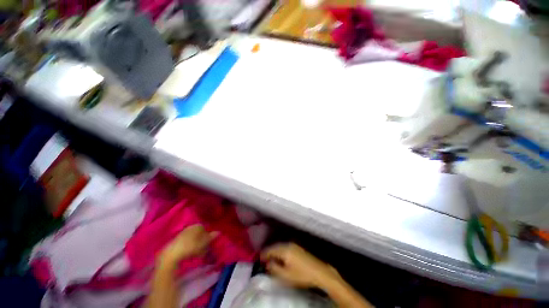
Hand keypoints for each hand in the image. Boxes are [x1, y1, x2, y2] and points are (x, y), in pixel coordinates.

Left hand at [159, 225, 216, 265]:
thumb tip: (219, 232)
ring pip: (193, 239)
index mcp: (196, 226)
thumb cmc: (190, 247)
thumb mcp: (203, 243)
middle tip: (204, 251)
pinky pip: (186, 243)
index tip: (208, 245)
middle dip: (202, 243)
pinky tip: (189, 255)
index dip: (208, 237)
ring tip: (197, 255)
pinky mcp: (176, 241)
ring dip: (197, 247)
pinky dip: (190, 248)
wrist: (171, 255)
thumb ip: (211, 237)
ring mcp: (182, 234)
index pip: (205, 229)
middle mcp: (189, 227)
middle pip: (199, 234)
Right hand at [261, 243, 339, 288]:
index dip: (264, 254)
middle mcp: (289, 244)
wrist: (318, 271)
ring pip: (281, 246)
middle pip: (276, 246)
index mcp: (285, 250)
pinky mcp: (298, 248)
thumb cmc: (301, 275)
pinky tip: (281, 256)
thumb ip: (274, 269)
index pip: (271, 250)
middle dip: (269, 251)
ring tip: (271, 257)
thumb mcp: (286, 275)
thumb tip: (267, 263)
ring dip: (275, 251)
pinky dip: (281, 250)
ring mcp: (294, 245)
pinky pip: (286, 247)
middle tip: (264, 258)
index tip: (259, 258)